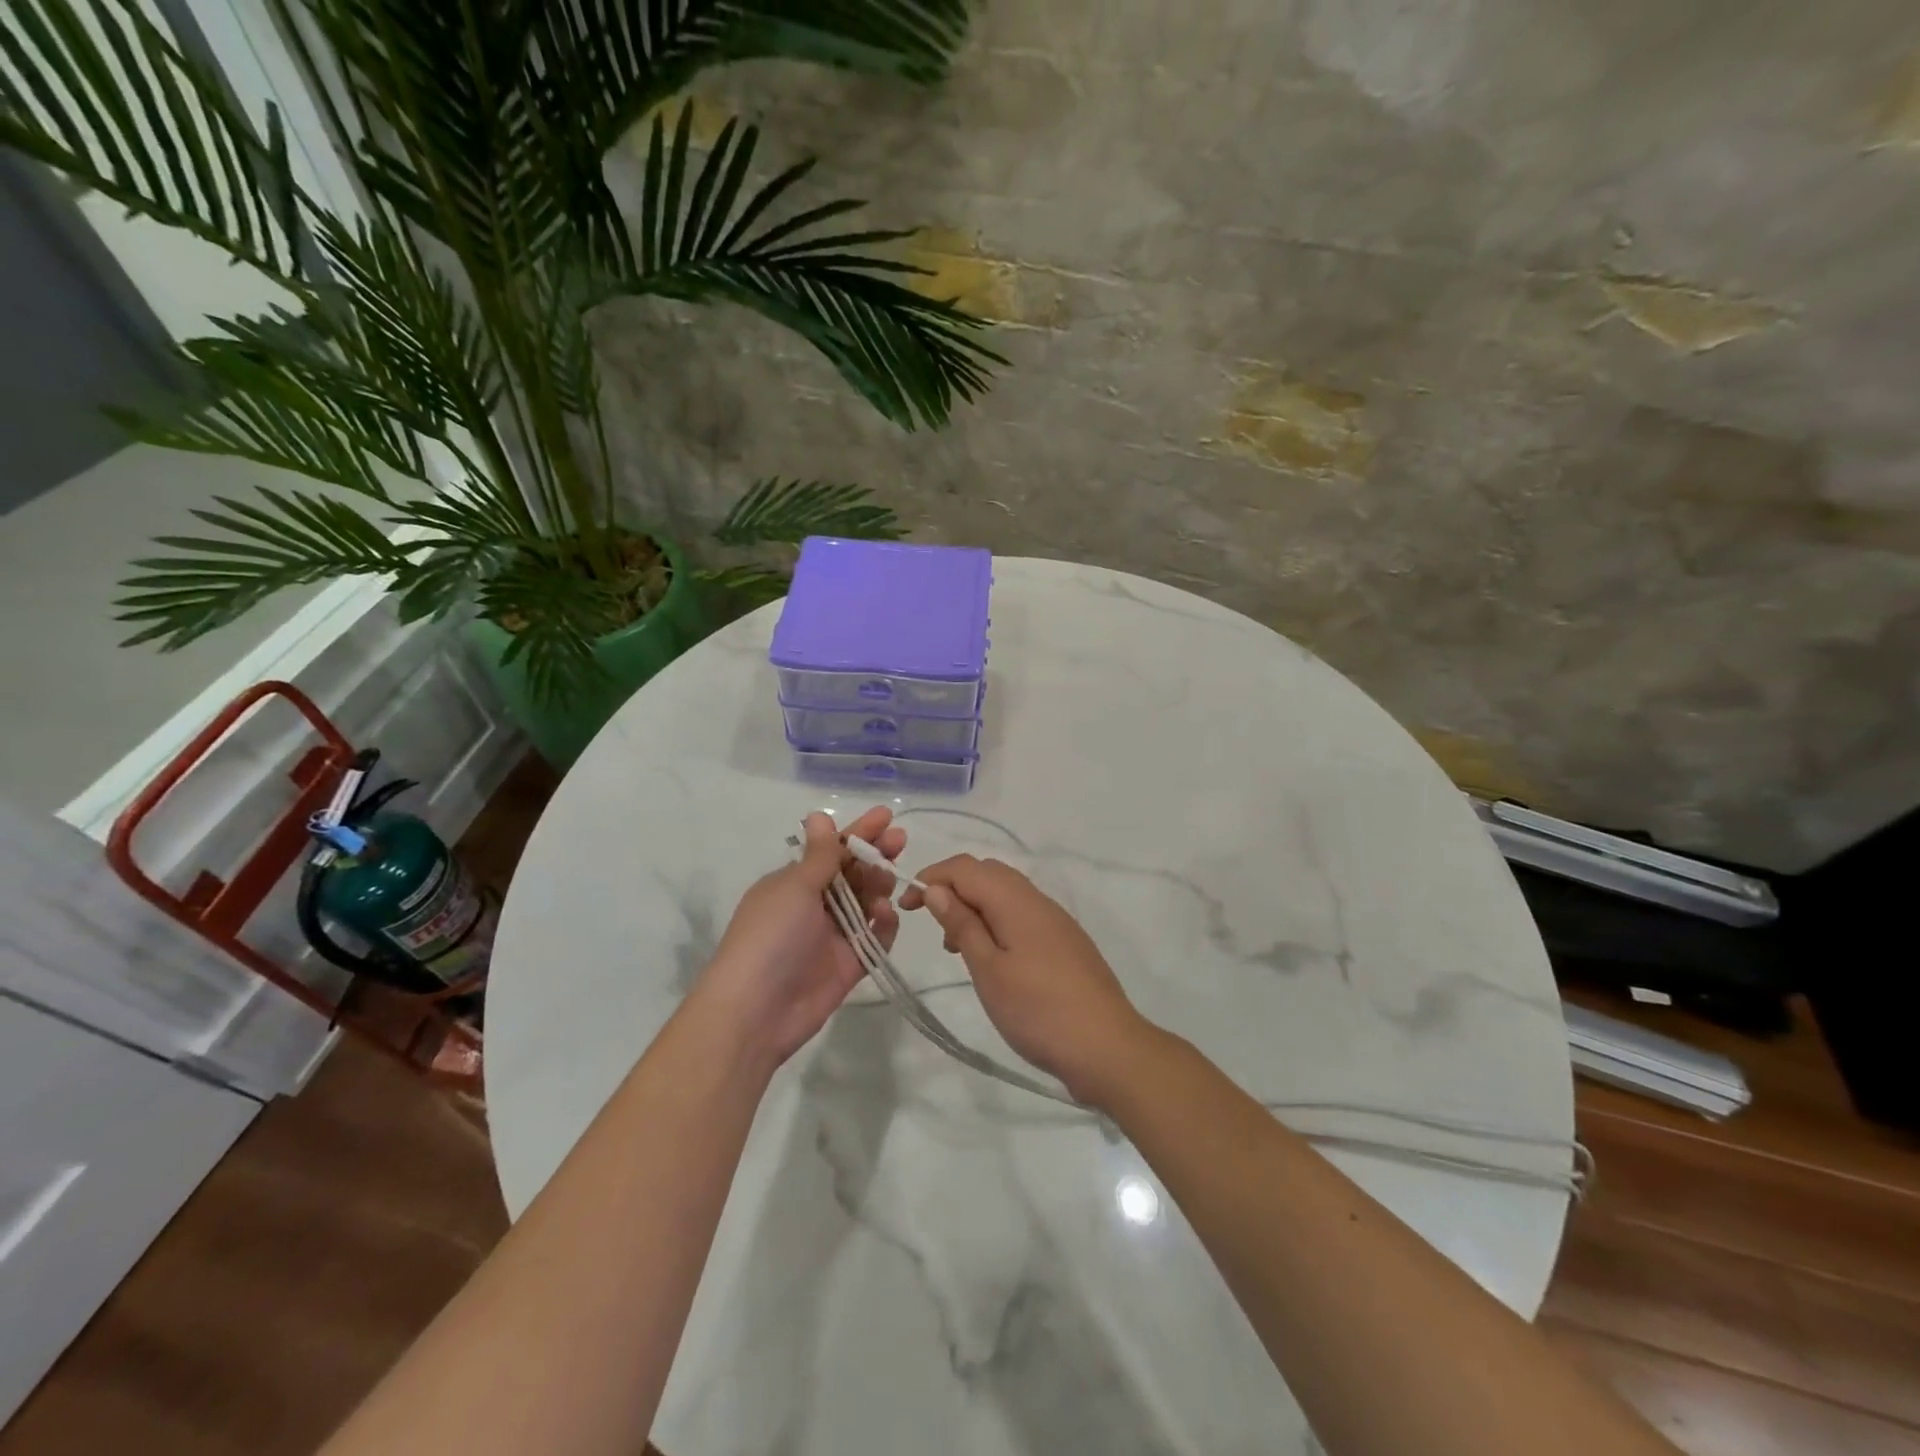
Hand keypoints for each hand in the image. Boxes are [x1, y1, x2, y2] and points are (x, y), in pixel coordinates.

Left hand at [698, 807, 903, 1067]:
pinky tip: (886, 913)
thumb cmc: (771, 936)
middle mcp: (814, 906)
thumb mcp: (795, 887)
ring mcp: (832, 936)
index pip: (832, 850)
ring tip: (889, 878)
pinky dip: (884, 925)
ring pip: (866, 903)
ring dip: (879, 886)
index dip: (859, 832)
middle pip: (853, 873)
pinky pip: (874, 939)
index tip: (886, 816)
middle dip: (876, 855)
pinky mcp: (848, 965)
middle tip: (900, 841)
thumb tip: (819, 815)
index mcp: (794, 883)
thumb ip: (820, 855)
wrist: (756, 1011)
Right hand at [900, 856, 1152, 1105]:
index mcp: (1016, 900)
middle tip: (933, 926)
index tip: (906, 906)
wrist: (1107, 1048)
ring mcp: (1056, 920)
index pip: (965, 867)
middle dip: (953, 888)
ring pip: (1006, 893)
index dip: (931, 877)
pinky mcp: (1065, 941)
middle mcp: (1037, 900)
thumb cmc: (1038, 1011)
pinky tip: (993, 959)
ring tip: (957, 948)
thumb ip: (962, 924)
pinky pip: (1023, 914)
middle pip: (987, 873)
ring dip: (975, 907)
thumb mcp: (989, 969)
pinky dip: (998, 922)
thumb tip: (936, 889)